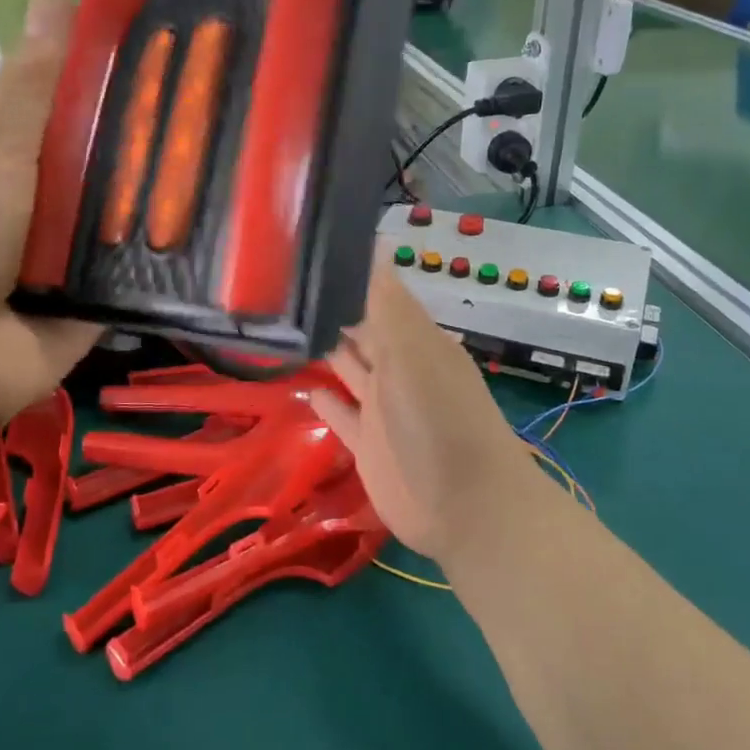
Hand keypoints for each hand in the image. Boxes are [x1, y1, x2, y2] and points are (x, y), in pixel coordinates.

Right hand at [310, 263, 543, 564]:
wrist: (466, 507)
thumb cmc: (440, 420)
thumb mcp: (413, 351)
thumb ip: (387, 303)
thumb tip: (374, 242)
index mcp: (415, 340)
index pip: (378, 297)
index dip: (347, 277)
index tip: (306, 255)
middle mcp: (399, 368)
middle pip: (361, 331)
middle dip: (332, 311)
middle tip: (282, 288)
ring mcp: (383, 408)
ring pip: (350, 370)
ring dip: (327, 350)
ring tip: (287, 328)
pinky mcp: (369, 445)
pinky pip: (342, 415)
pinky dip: (326, 401)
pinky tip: (304, 386)